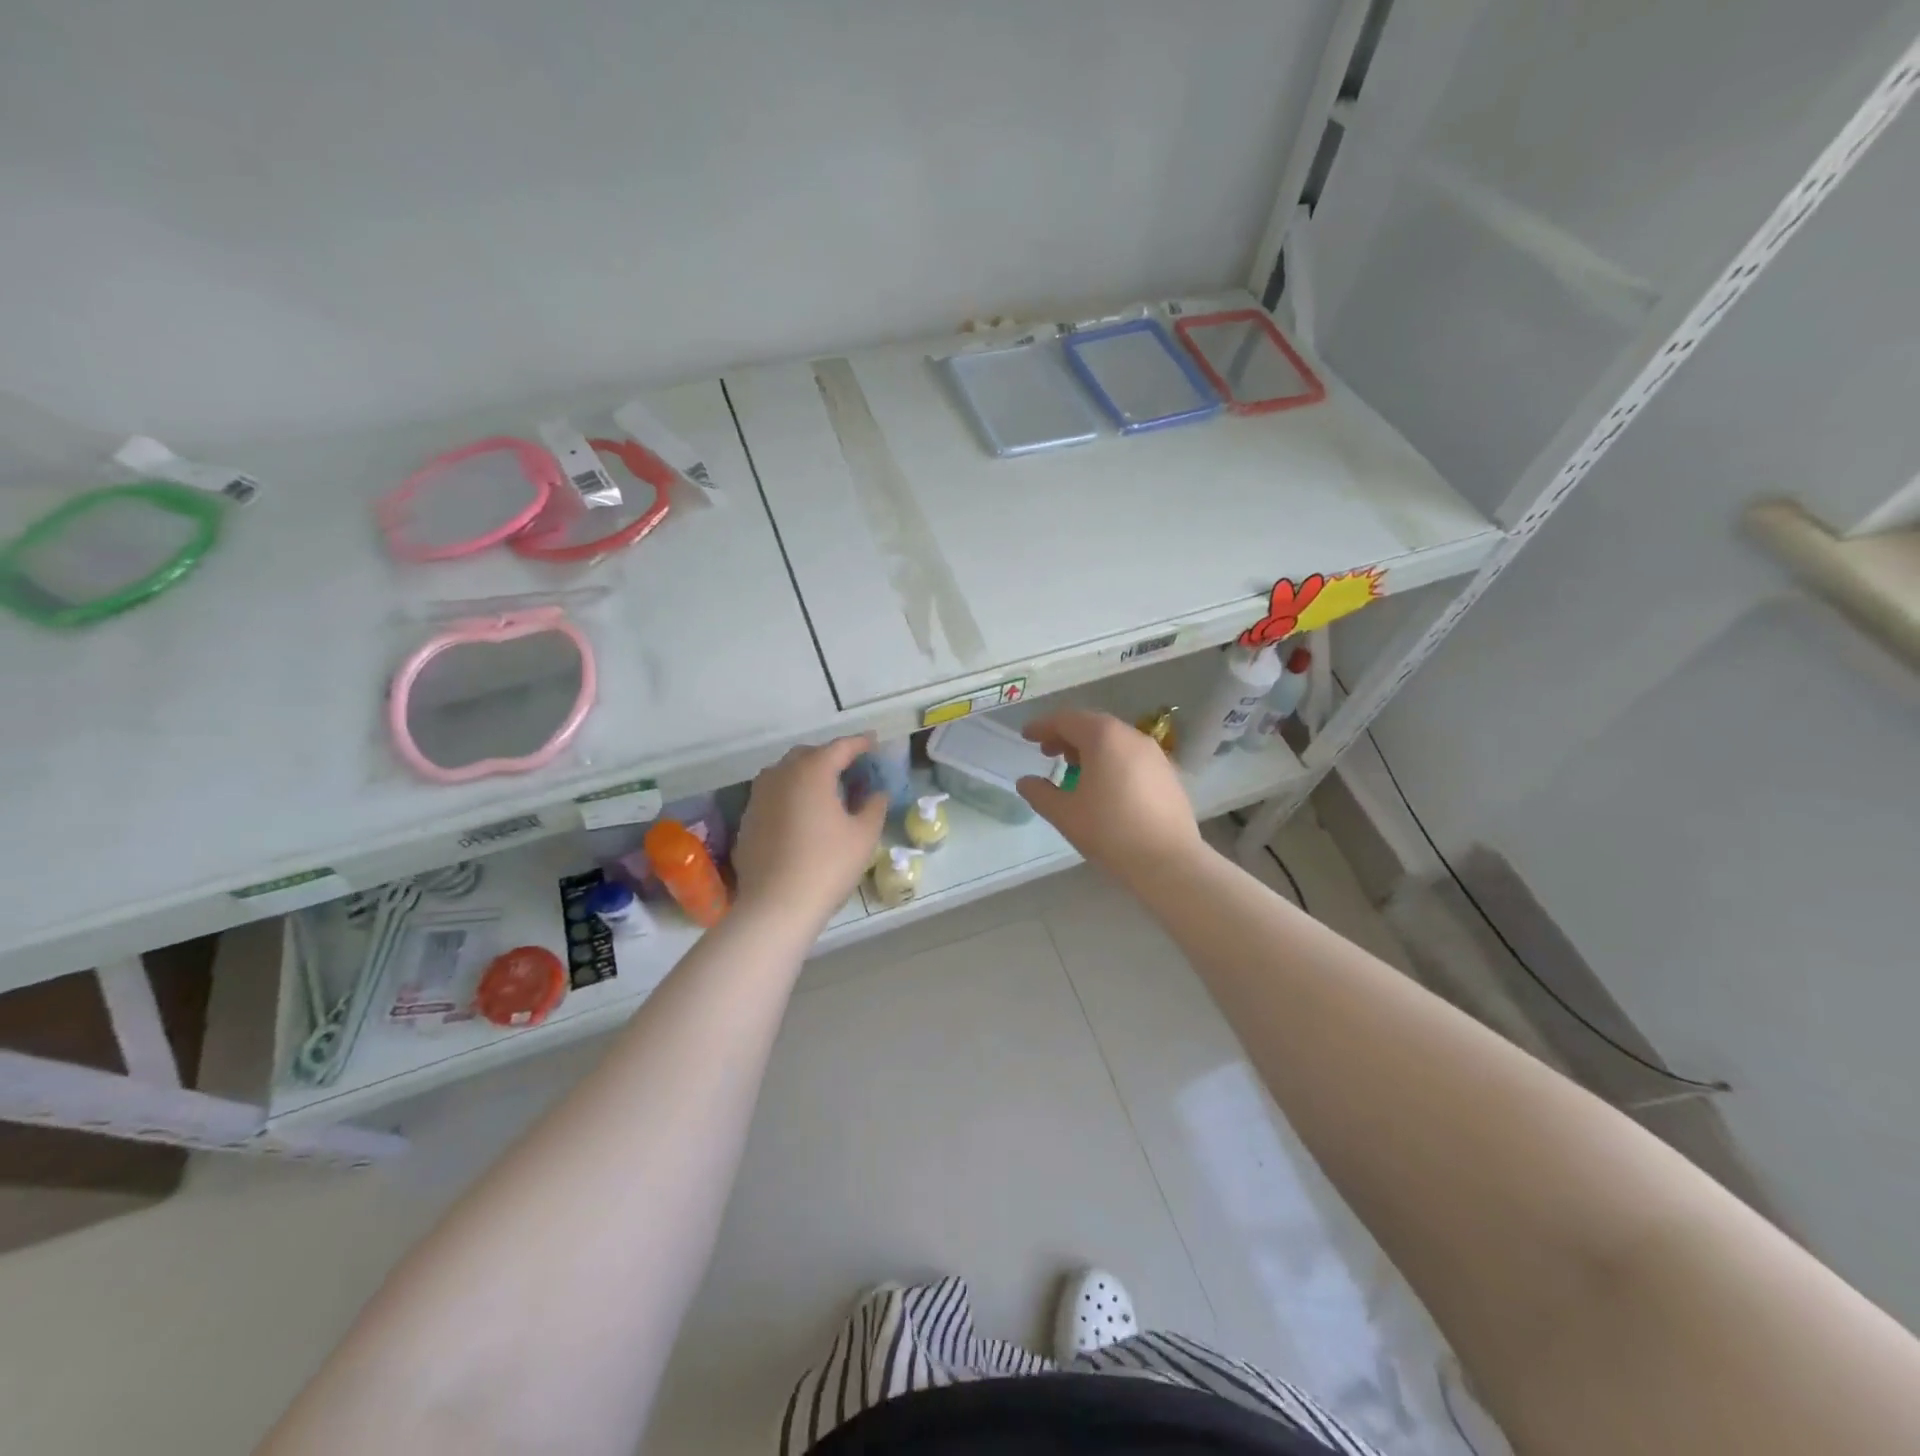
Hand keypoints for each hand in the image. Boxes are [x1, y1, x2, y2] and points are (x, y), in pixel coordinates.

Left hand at [734, 735, 886, 927]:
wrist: (776, 905)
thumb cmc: (828, 865)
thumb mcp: (864, 835)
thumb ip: (874, 807)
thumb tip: (876, 793)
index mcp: (812, 771)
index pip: (840, 747)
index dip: (859, 743)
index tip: (874, 742)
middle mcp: (780, 775)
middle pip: (807, 754)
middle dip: (828, 756)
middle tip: (849, 767)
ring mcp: (758, 797)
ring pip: (783, 773)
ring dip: (804, 774)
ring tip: (823, 789)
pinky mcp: (747, 821)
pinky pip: (771, 797)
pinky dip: (788, 797)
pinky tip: (800, 817)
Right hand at [1017, 710, 1202, 887]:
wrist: (1169, 862)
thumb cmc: (1110, 831)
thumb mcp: (1065, 814)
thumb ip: (1040, 793)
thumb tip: (1026, 782)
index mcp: (1103, 737)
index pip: (1066, 720)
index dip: (1042, 726)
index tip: (1026, 736)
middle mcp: (1131, 736)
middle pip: (1092, 725)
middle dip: (1066, 736)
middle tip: (1047, 753)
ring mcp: (1154, 753)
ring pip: (1114, 740)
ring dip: (1089, 748)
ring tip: (1074, 771)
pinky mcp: (1168, 773)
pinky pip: (1131, 756)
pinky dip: (1111, 760)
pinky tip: (1104, 786)